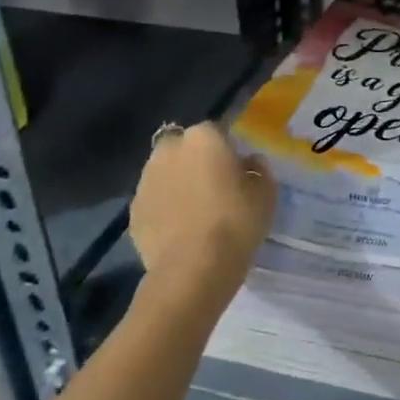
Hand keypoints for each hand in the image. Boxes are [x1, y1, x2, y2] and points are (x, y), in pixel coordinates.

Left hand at [129, 123, 273, 294]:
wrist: (193, 268)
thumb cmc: (236, 221)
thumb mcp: (267, 192)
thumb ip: (258, 169)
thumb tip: (248, 162)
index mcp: (204, 137)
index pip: (216, 131)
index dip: (227, 150)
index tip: (236, 170)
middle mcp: (170, 150)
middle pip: (183, 147)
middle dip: (194, 159)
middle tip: (212, 185)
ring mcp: (146, 180)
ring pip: (164, 172)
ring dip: (176, 182)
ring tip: (193, 209)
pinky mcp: (133, 211)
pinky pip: (154, 201)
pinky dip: (163, 208)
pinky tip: (179, 229)